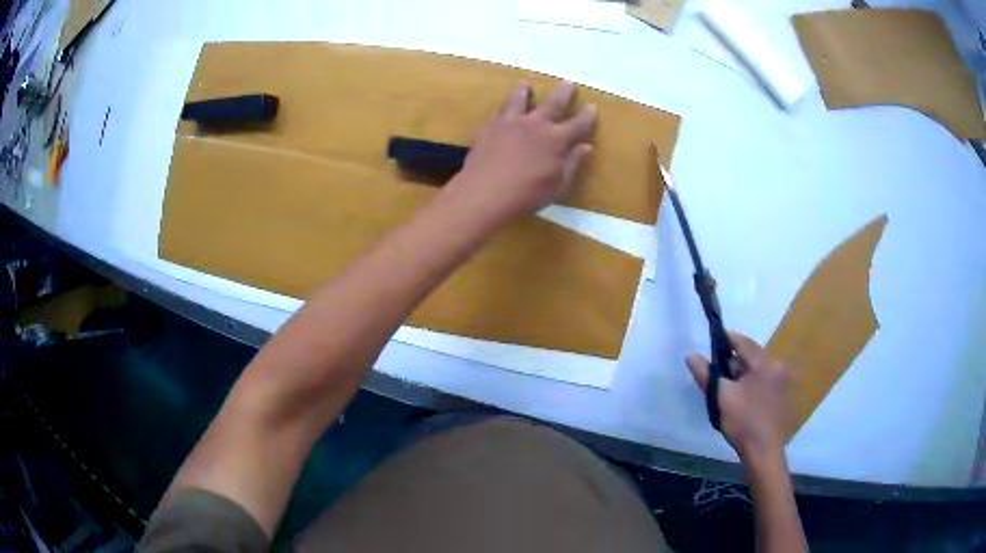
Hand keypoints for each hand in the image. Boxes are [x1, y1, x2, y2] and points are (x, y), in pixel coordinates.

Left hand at [443, 81, 596, 224]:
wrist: (486, 191)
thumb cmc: (528, 193)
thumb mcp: (558, 184)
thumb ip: (572, 163)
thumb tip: (587, 147)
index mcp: (557, 139)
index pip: (577, 124)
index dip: (587, 116)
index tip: (592, 107)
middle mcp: (536, 124)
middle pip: (553, 104)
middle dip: (563, 94)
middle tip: (568, 84)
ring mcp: (511, 123)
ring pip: (519, 100)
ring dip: (524, 91)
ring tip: (525, 84)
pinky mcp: (490, 127)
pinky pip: (498, 112)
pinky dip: (502, 108)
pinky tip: (500, 108)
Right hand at [686, 333, 794, 461]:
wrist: (764, 452)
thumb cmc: (743, 422)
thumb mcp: (721, 398)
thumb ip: (706, 375)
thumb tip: (691, 355)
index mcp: (765, 364)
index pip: (744, 343)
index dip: (727, 339)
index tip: (714, 339)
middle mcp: (779, 367)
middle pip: (753, 357)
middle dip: (735, 362)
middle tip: (718, 371)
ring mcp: (785, 383)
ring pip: (759, 371)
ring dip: (745, 374)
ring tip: (729, 387)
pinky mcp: (785, 397)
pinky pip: (766, 383)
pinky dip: (754, 384)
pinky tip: (744, 399)